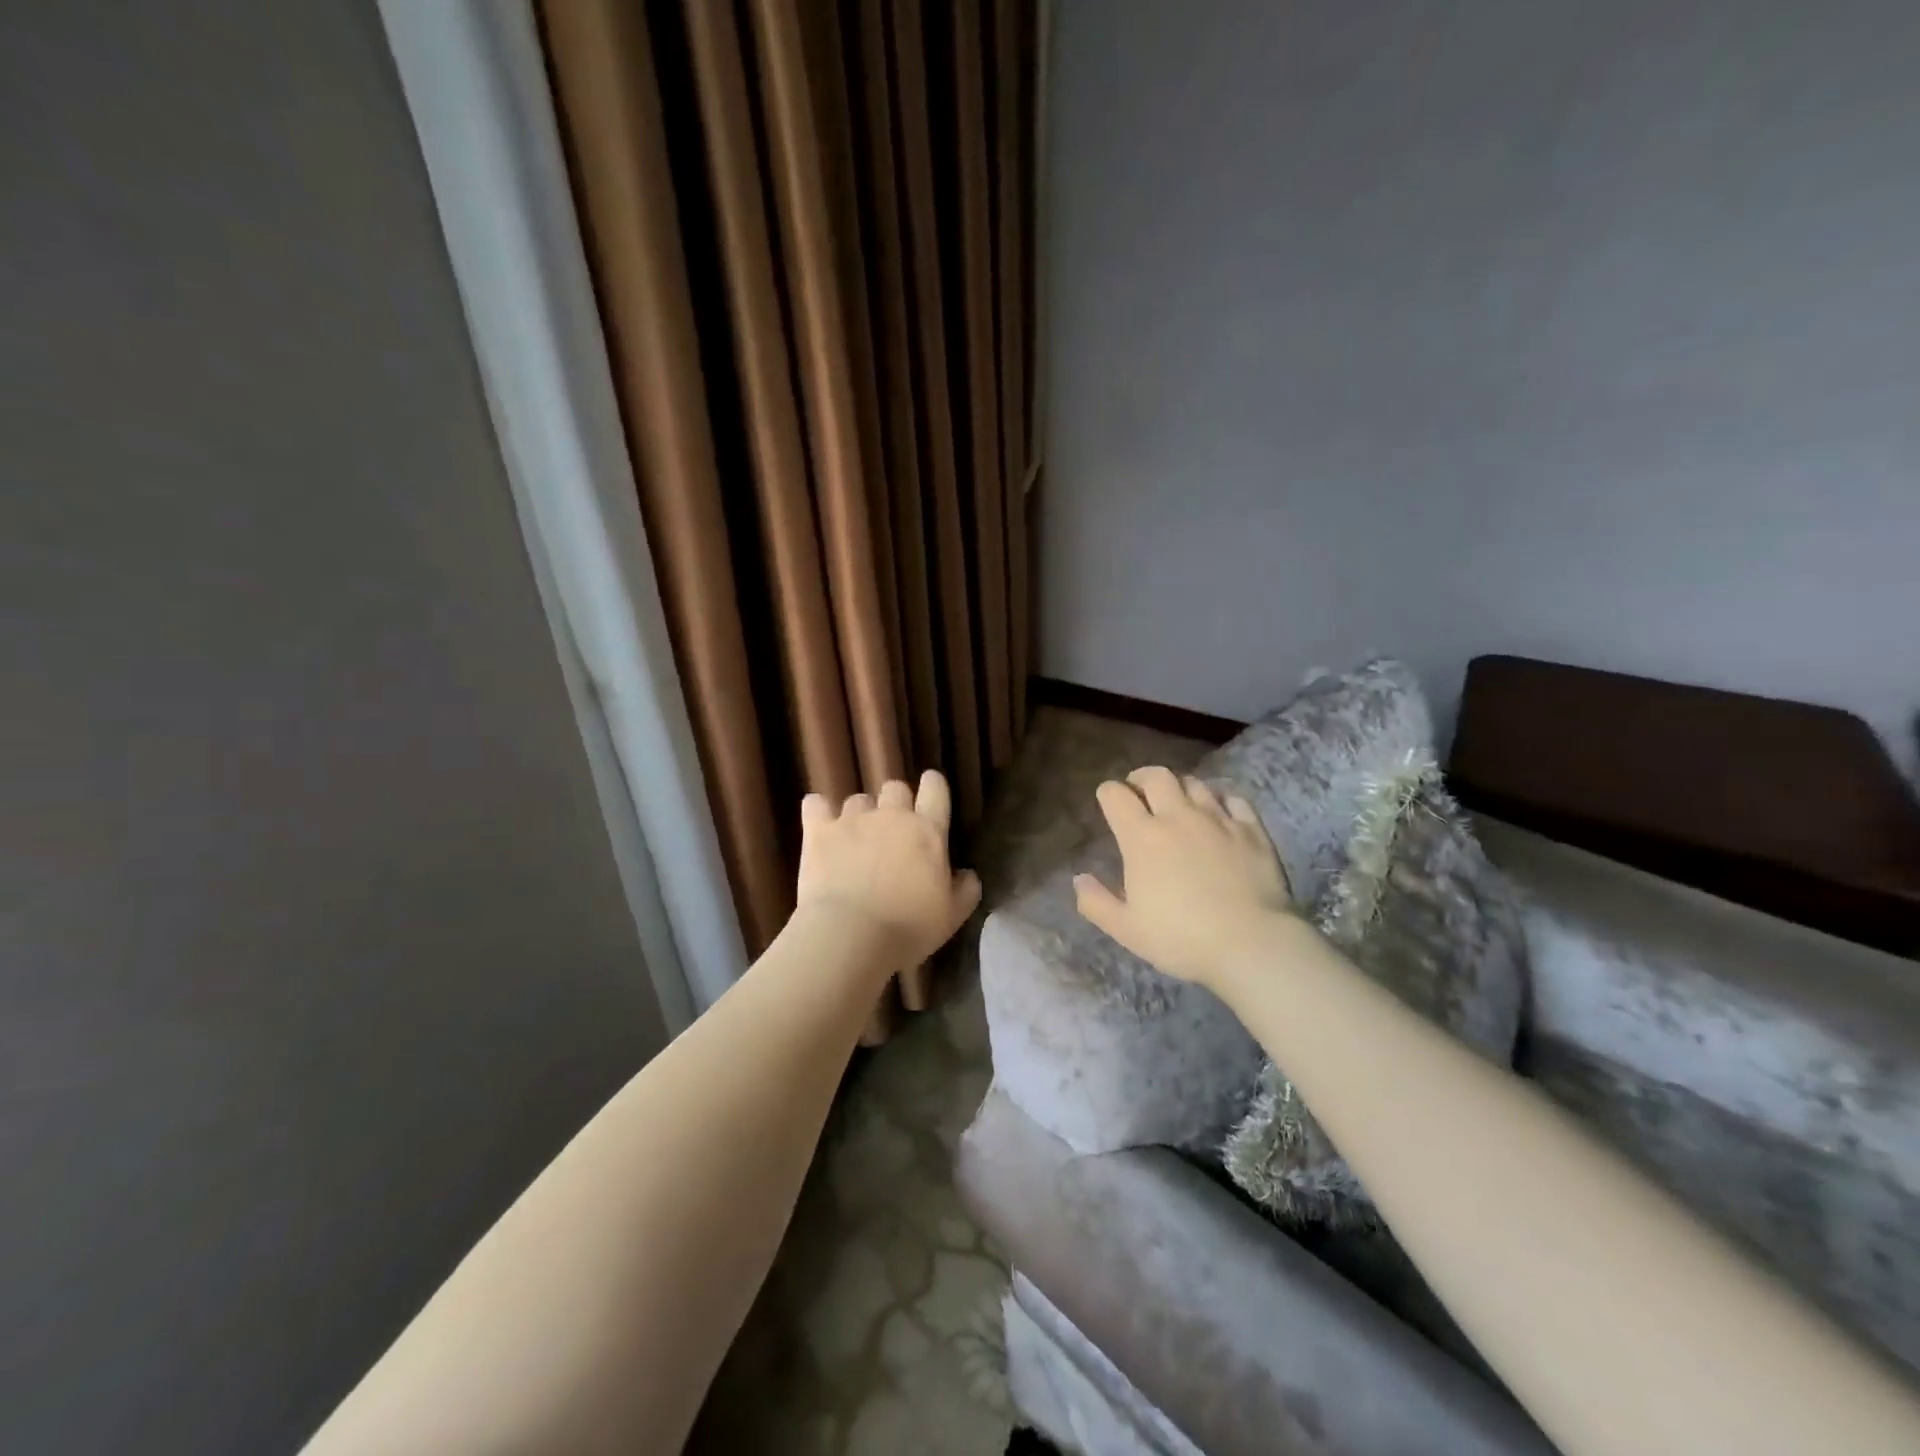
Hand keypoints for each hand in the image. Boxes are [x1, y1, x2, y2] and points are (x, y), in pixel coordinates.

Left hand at [796, 770, 981, 968]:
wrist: (850, 936)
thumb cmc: (908, 928)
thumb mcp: (951, 917)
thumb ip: (965, 890)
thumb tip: (967, 874)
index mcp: (928, 831)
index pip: (935, 789)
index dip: (933, 787)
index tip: (930, 795)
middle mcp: (892, 815)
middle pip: (895, 787)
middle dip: (895, 803)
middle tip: (892, 831)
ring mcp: (853, 819)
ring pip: (858, 800)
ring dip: (859, 814)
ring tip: (854, 840)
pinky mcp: (819, 831)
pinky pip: (815, 804)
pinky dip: (818, 810)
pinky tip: (819, 823)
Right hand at [1074, 766, 1293, 988]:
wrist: (1251, 944)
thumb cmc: (1181, 938)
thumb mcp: (1126, 929)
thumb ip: (1095, 902)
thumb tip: (1079, 878)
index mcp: (1142, 837)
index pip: (1116, 795)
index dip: (1107, 794)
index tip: (1108, 802)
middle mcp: (1178, 817)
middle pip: (1157, 776)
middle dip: (1142, 778)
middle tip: (1140, 793)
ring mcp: (1218, 819)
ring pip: (1195, 783)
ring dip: (1180, 788)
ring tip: (1179, 803)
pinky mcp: (1251, 830)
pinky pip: (1234, 799)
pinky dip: (1221, 799)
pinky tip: (1219, 812)